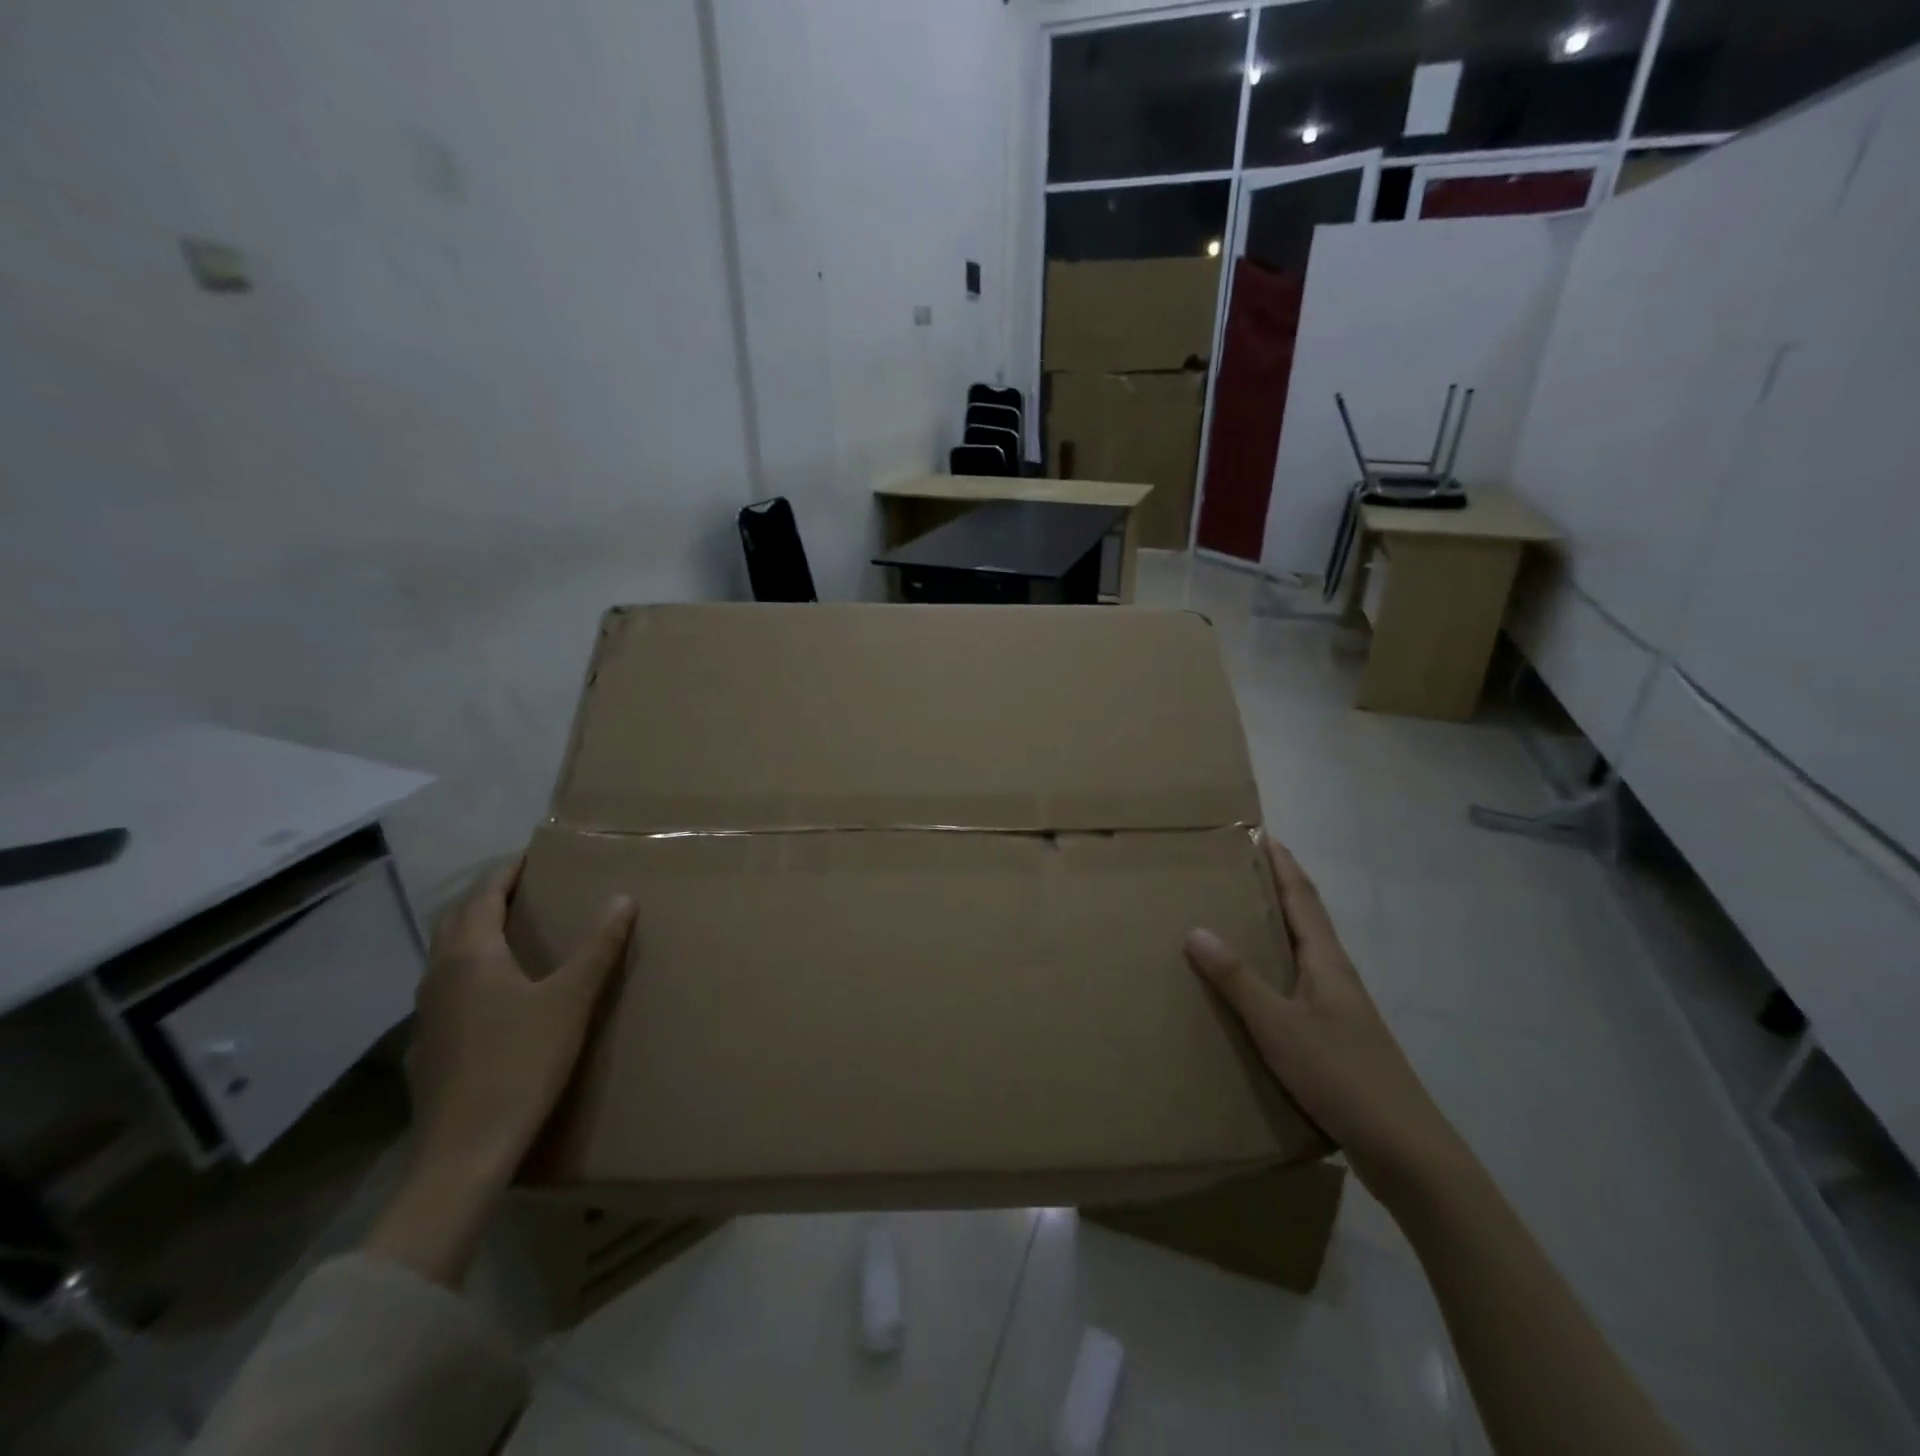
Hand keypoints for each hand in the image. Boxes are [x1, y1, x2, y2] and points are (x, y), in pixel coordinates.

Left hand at [365, 857, 634, 1284]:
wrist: (464, 1151)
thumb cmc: (521, 1063)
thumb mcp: (571, 1000)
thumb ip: (598, 947)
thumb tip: (622, 898)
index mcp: (471, 954)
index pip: (484, 893)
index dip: (508, 870)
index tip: (534, 854)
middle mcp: (439, 974)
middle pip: (457, 918)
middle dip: (488, 895)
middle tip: (526, 886)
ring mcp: (426, 1012)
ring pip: (446, 953)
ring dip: (474, 930)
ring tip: (512, 929)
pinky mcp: (427, 1045)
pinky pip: (445, 986)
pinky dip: (468, 968)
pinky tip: (493, 992)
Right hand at [1184, 834, 1465, 1209]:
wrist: (1405, 1150)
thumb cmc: (1341, 1076)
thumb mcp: (1279, 1026)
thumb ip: (1238, 979)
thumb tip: (1196, 929)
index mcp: (1327, 962)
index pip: (1302, 898)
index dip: (1283, 864)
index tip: (1261, 833)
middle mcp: (1335, 977)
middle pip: (1305, 920)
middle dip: (1275, 889)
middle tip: (1235, 871)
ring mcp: (1339, 1009)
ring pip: (1302, 954)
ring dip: (1274, 929)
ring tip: (1235, 920)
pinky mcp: (1336, 1038)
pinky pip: (1297, 987)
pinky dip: (1274, 971)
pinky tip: (1254, 990)